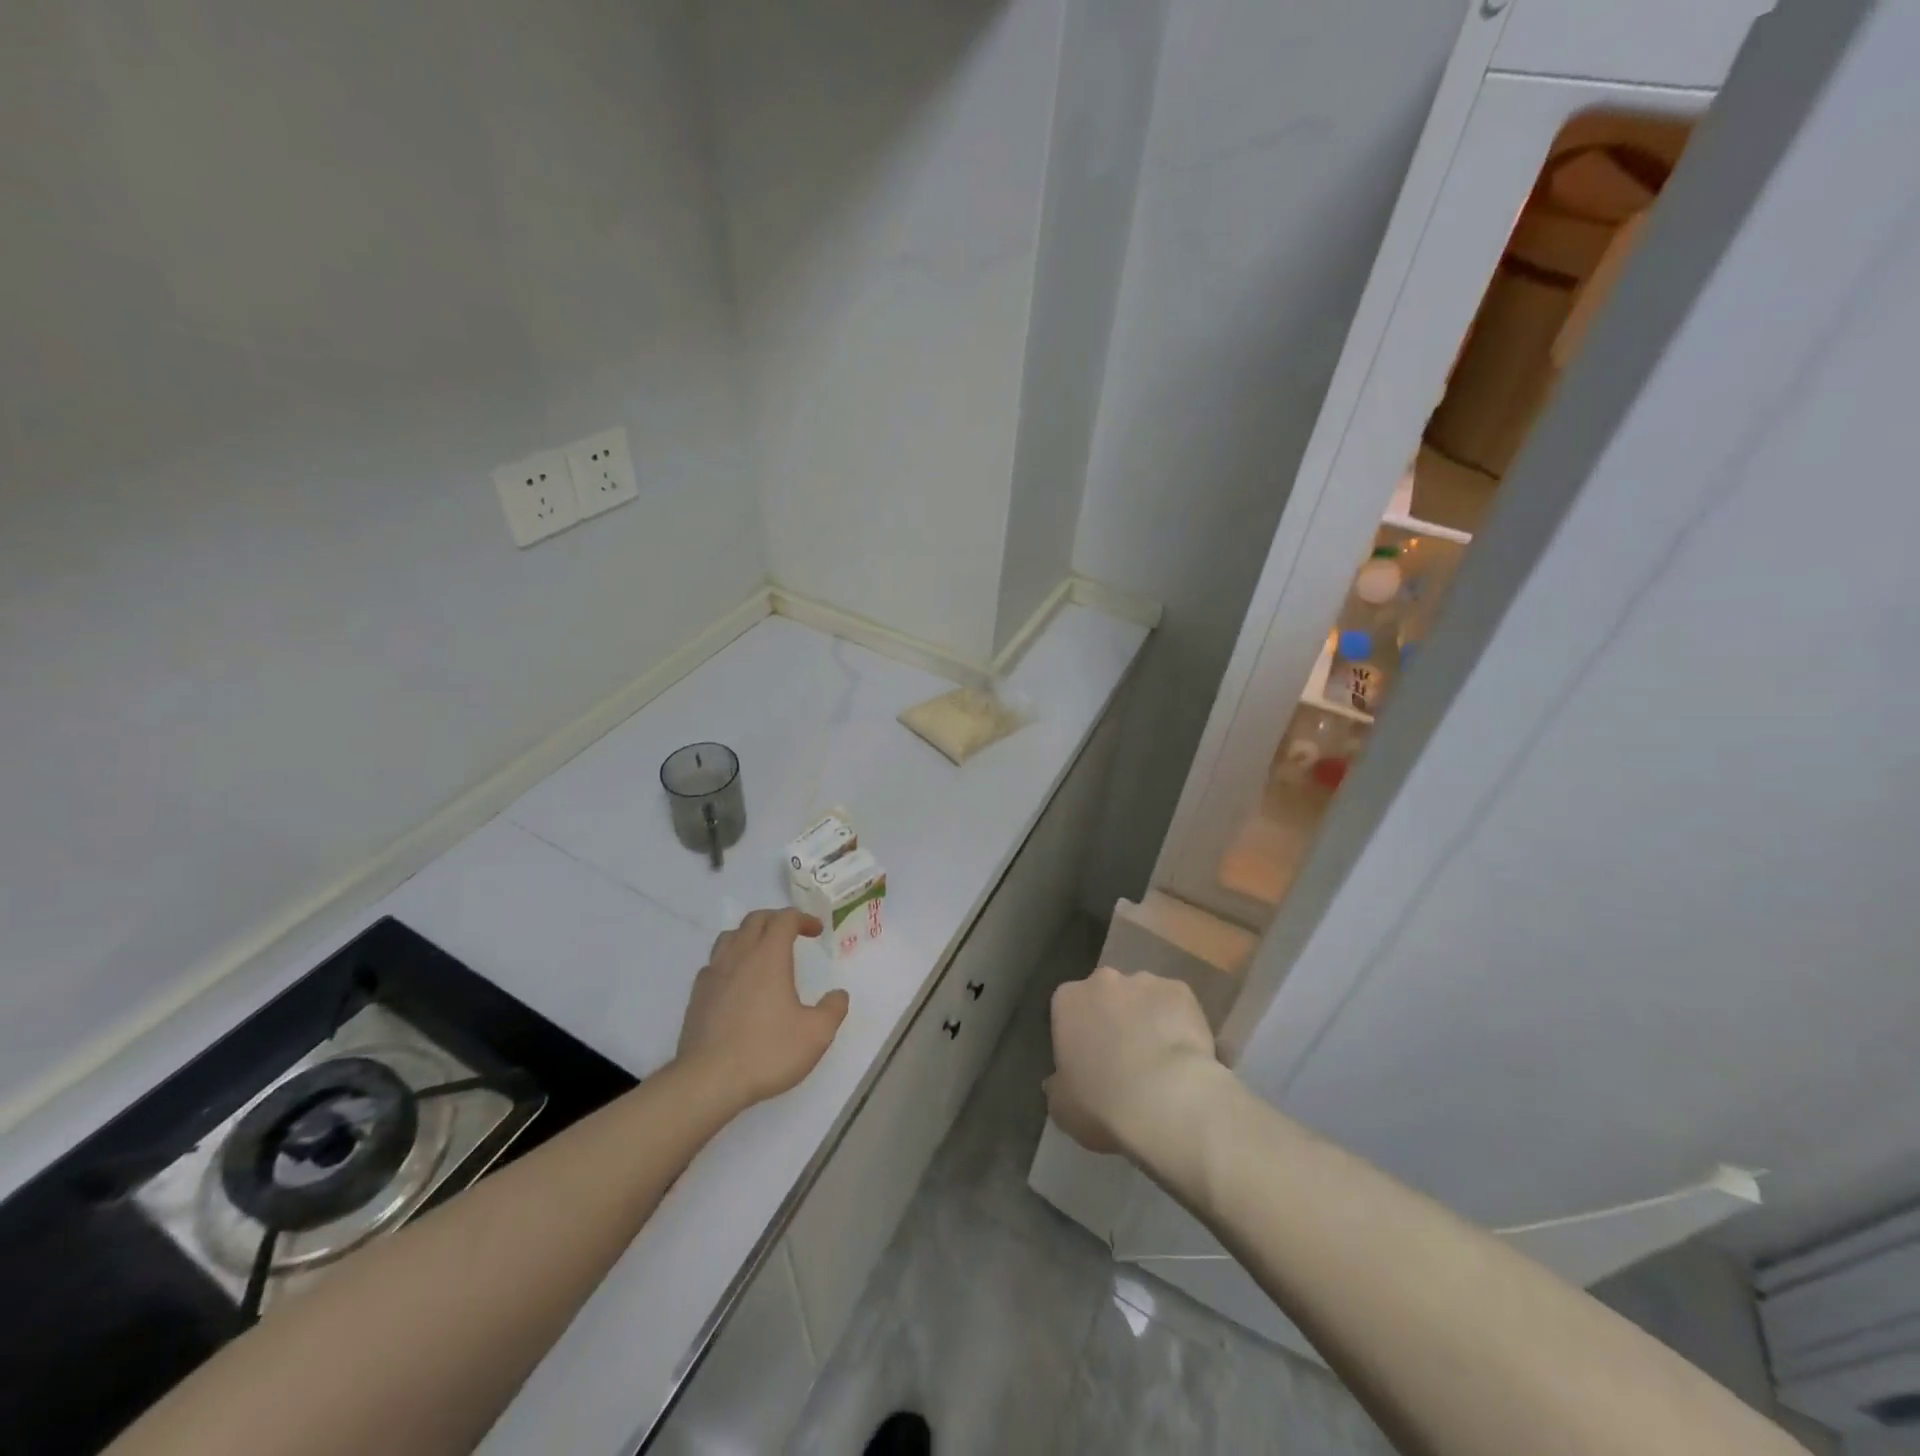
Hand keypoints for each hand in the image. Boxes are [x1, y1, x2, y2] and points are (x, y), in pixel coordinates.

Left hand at [677, 909, 850, 1111]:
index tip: (816, 931)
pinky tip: (737, 981)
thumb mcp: (816, 1034)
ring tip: (763, 952)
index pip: (784, 919)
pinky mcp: (697, 996)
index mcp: (769, 956)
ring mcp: (713, 974)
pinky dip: (730, 960)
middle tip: (792, 933)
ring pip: (730, 936)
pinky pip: (714, 963)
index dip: (803, 918)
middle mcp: (739, 956)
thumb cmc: (767, 1052)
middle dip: (776, 919)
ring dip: (750, 935)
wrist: (707, 1081)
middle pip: (755, 920)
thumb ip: (833, 1009)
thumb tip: (838, 995)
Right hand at [1046, 967, 1221, 1157]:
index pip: (1067, 1009)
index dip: (1078, 1034)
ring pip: (1142, 997)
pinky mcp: (1181, 991)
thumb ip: (1057, 1086)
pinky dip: (1178, 1022)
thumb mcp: (1062, 1106)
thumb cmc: (1103, 1104)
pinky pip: (1175, 1005)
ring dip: (1145, 1019)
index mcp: (1068, 1000)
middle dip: (1112, 1018)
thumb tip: (1057, 1081)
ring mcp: (1145, 982)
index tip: (1088, 1060)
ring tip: (1159, 1059)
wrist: (1168, 1101)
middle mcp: (1103, 981)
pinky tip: (1184, 1053)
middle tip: (1123, 1057)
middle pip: (1105, 995)